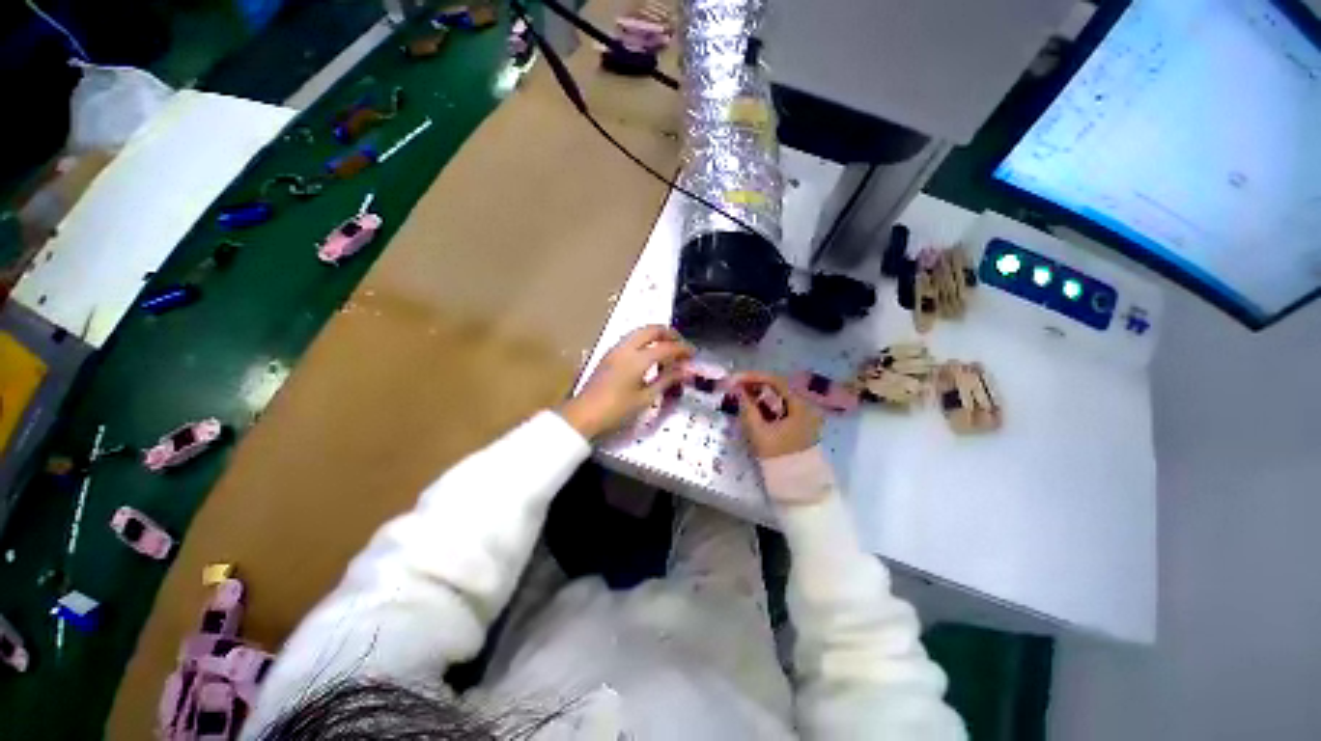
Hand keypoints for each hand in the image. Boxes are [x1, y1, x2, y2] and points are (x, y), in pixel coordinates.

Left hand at [560, 325, 693, 438]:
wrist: (582, 416)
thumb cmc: (616, 411)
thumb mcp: (645, 398)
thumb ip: (667, 380)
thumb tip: (686, 370)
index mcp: (637, 359)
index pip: (666, 347)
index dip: (682, 348)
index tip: (694, 354)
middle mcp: (626, 348)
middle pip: (651, 329)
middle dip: (669, 333)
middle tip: (681, 345)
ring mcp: (615, 350)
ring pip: (639, 332)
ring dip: (656, 335)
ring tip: (668, 350)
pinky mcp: (609, 355)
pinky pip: (631, 339)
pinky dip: (644, 341)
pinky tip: (649, 356)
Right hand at [730, 372, 821, 458]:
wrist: (797, 483)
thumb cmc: (778, 456)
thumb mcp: (759, 432)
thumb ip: (747, 408)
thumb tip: (737, 390)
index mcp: (801, 405)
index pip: (776, 381)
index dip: (754, 377)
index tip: (736, 378)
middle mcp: (806, 405)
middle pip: (779, 387)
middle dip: (756, 384)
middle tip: (736, 385)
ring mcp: (805, 414)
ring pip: (780, 396)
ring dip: (760, 393)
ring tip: (741, 394)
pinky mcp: (800, 422)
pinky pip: (782, 406)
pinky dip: (767, 403)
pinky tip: (754, 405)